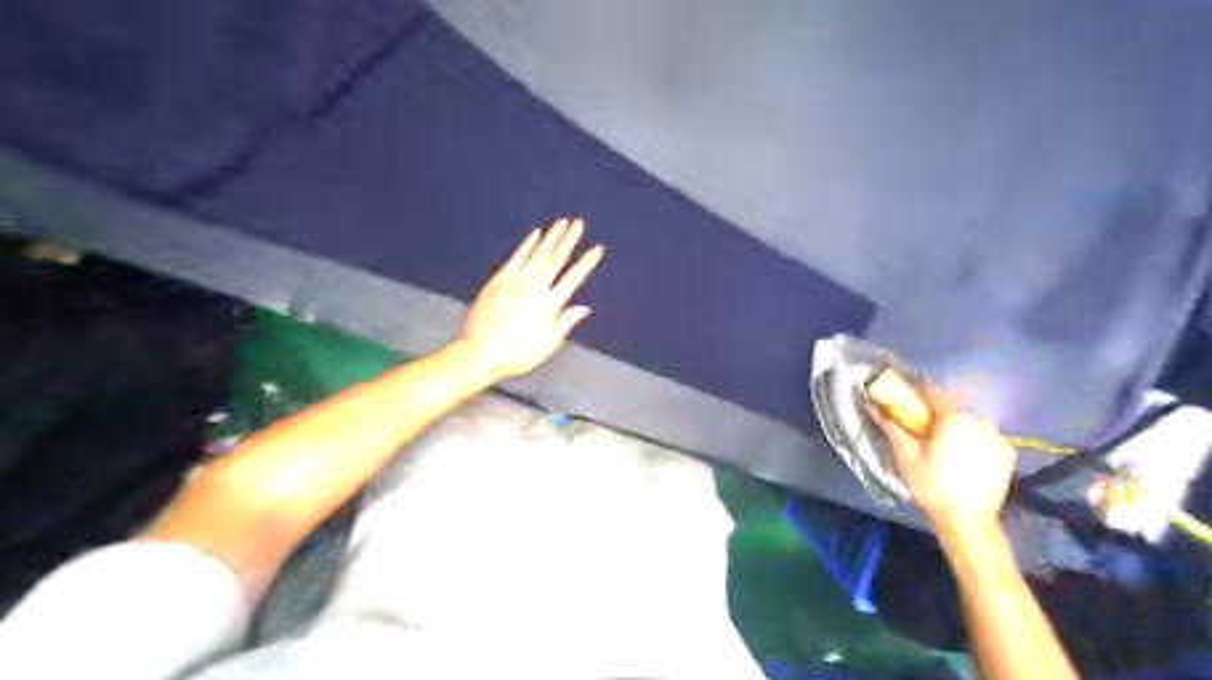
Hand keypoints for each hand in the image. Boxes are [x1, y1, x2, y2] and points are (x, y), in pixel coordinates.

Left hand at [456, 217, 603, 380]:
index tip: (597, 248)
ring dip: (550, 237)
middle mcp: (533, 287)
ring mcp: (514, 281)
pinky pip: (515, 258)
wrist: (478, 353)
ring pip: (536, 254)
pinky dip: (526, 245)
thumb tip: (584, 307)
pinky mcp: (497, 281)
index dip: (586, 263)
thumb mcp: (547, 343)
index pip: (572, 279)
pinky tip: (534, 234)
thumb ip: (565, 322)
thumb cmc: (517, 354)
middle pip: (555, 260)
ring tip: (561, 222)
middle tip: (579, 223)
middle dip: (568, 240)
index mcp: (548, 305)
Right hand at [866, 391, 1015, 528]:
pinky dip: (973, 441)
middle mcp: (979, 420)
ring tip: (945, 448)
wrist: (967, 520)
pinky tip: (964, 459)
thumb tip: (872, 405)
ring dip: (957, 428)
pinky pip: (985, 437)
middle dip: (937, 415)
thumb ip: (890, 425)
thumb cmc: (930, 484)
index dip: (915, 392)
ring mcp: (997, 436)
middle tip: (923, 431)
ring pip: (970, 422)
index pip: (931, 392)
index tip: (904, 398)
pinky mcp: (1007, 452)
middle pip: (952, 408)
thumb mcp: (904, 454)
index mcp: (952, 417)